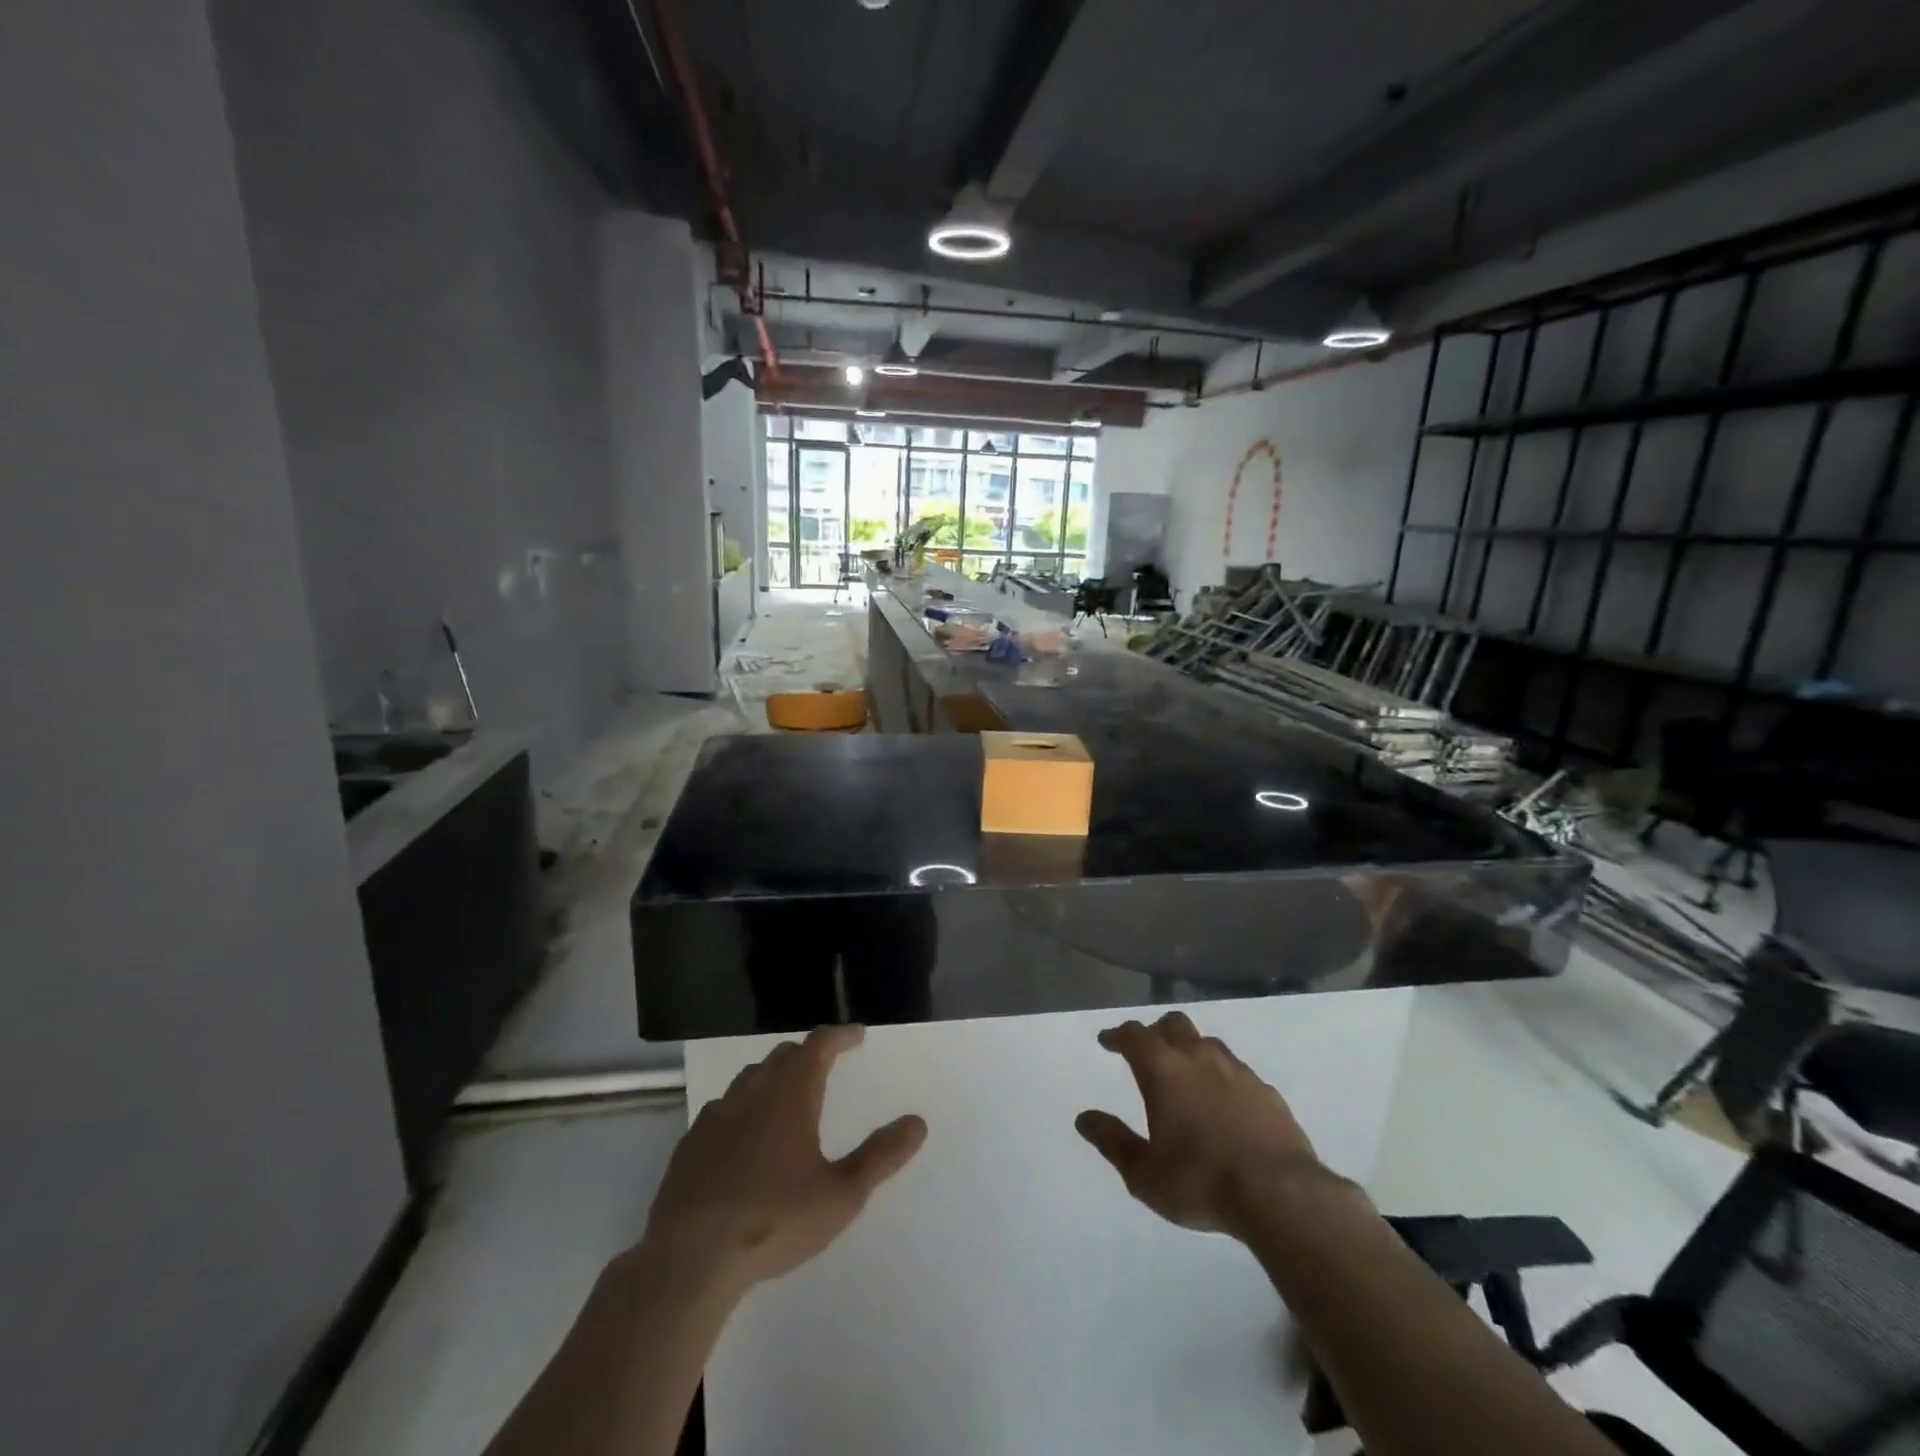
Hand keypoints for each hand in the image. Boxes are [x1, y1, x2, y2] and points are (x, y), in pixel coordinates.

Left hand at [640, 1025, 925, 1296]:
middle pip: (783, 1056)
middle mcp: (753, 1092)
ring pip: (750, 1078)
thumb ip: (881, 1157)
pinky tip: (744, 1136)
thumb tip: (917, 1122)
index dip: (840, 1036)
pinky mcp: (690, 1144)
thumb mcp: (841, 1195)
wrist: (689, 1260)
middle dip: (808, 1054)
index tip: (857, 1036)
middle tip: (826, 1064)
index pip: (819, 1045)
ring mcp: (716, 1116)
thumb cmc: (774, 1220)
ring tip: (787, 1095)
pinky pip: (723, 1108)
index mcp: (790, 1094)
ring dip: (774, 1076)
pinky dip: (743, 1107)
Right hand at [1076, 1011, 1323, 1238]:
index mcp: (1163, 1070)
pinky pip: (1237, 1070)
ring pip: (1208, 1042)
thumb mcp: (1144, 1173)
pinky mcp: (1267, 1091)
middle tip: (1146, 1050)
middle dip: (1155, 1031)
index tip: (1107, 1041)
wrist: (1281, 1195)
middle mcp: (1199, 1058)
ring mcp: (1237, 1071)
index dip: (1117, 1035)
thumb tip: (1084, 1118)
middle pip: (1173, 1024)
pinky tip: (1224, 1100)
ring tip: (1185, 1072)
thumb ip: (1112, 1141)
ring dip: (1190, 1049)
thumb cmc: (1200, 1182)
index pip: (1134, 1035)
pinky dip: (1222, 1076)